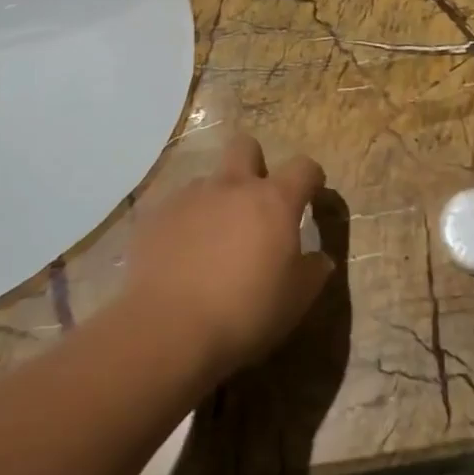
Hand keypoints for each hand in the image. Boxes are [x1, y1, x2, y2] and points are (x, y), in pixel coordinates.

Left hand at [123, 133, 329, 377]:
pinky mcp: (154, 215)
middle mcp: (230, 187)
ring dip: (216, 200)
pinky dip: (185, 224)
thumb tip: (318, 259)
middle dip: (254, 163)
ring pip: (208, 181)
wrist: (168, 328)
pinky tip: (181, 257)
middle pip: (245, 147)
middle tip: (256, 202)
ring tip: (212, 241)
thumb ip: (313, 272)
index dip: (311, 178)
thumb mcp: (295, 300)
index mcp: (273, 201)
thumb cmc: (245, 312)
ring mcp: (188, 197)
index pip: (303, 167)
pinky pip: (176, 208)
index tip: (312, 194)